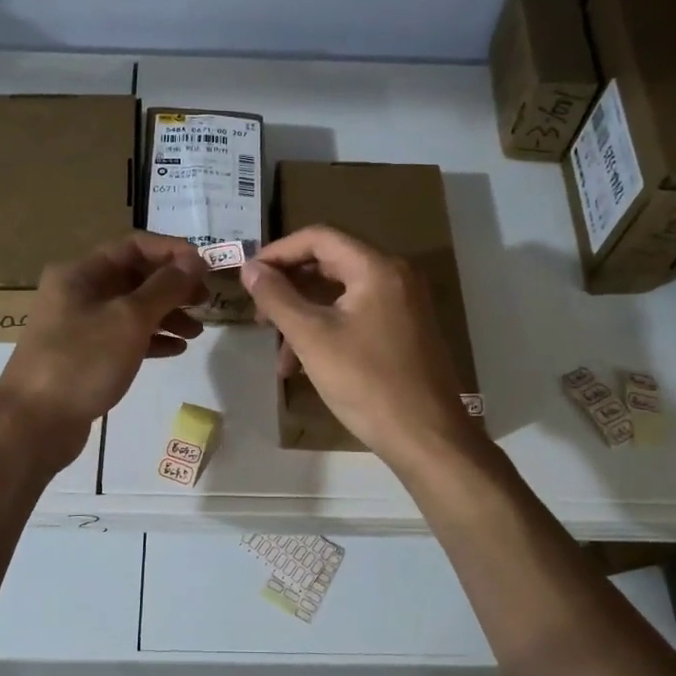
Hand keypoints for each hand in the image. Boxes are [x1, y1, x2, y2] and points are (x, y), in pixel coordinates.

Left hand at [0, 234, 208, 469]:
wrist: (34, 424)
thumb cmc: (82, 361)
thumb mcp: (129, 319)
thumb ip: (165, 287)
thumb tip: (194, 260)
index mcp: (81, 273)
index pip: (133, 245)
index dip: (172, 252)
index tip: (206, 268)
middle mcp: (78, 293)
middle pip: (134, 277)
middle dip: (173, 286)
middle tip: (206, 302)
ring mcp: (80, 326)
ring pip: (131, 309)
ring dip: (166, 314)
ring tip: (196, 331)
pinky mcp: (85, 356)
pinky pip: (124, 337)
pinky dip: (151, 339)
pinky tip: (177, 349)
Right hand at [241, 226, 480, 469]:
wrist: (426, 437)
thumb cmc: (366, 382)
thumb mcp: (312, 337)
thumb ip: (277, 297)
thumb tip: (250, 268)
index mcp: (376, 268)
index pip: (319, 238)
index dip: (278, 252)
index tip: (249, 277)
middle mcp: (395, 277)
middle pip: (330, 264)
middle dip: (289, 288)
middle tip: (260, 314)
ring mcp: (403, 305)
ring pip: (340, 296)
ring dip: (304, 317)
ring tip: (279, 356)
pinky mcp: (404, 331)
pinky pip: (356, 316)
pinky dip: (327, 331)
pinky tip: (305, 365)